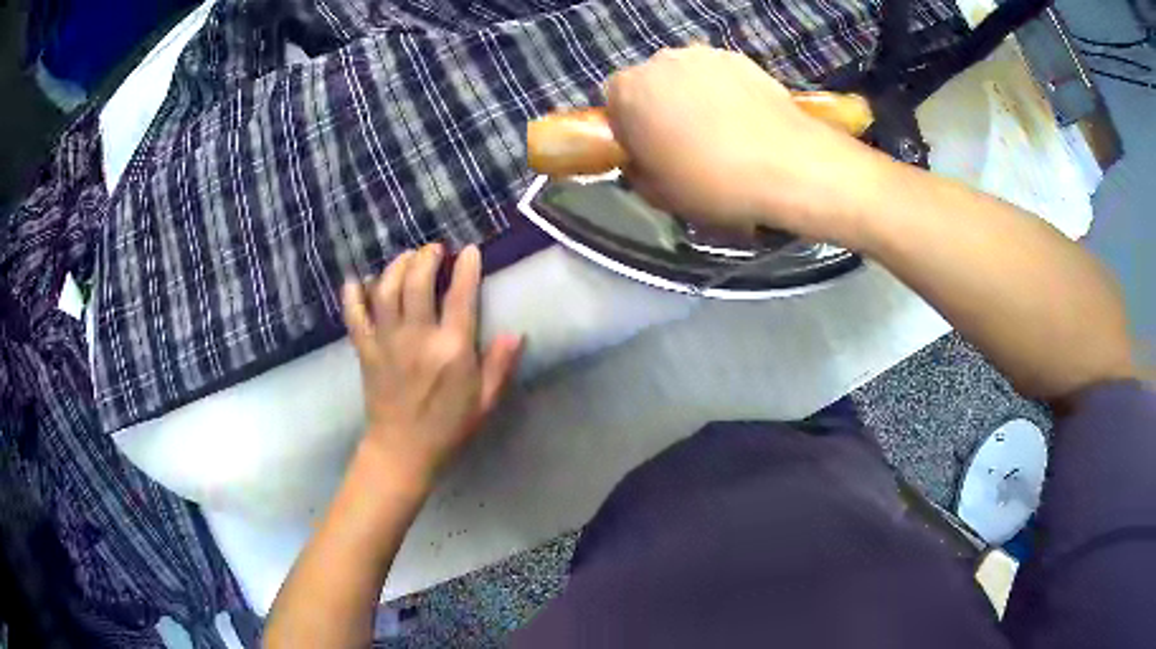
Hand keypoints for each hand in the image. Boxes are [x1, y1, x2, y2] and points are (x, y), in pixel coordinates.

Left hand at [341, 244, 521, 485]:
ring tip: (406, 258)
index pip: (461, 296)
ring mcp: (387, 342)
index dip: (467, 267)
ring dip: (396, 266)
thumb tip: (515, 332)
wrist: (402, 451)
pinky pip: (354, 316)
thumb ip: (500, 365)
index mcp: (452, 350)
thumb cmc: (448, 428)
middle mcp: (418, 338)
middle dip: (427, 257)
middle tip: (434, 249)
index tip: (470, 250)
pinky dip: (352, 294)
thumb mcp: (485, 401)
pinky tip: (357, 280)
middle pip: (418, 281)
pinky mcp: (365, 351)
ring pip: (386, 290)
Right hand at [605, 46, 890, 246]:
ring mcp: (704, 54)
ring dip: (691, 97)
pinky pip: (718, 75)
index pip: (612, 101)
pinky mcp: (740, 58)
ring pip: (685, 77)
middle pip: (649, 83)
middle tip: (683, 143)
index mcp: (629, 91)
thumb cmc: (714, 183)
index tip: (647, 151)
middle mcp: (661, 61)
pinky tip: (743, 121)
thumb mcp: (659, 194)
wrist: (788, 165)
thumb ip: (636, 170)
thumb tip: (640, 159)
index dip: (627, 127)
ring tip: (720, 132)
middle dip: (658, 107)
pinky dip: (723, 93)